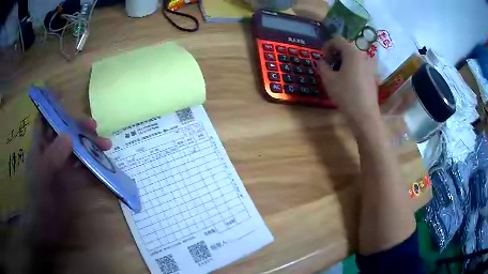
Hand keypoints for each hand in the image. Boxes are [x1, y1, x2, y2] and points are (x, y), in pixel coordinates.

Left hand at [8, 116, 115, 271]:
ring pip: (76, 146)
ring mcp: (63, 163)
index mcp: (41, 145)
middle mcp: (52, 149)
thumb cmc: (40, 198)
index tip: (62, 92)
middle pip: (65, 129)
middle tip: (94, 127)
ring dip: (90, 144)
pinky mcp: (72, 177)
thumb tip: (69, 135)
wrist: (47, 225)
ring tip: (106, 145)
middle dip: (79, 126)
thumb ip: (53, 156)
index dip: (51, 103)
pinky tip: (103, 162)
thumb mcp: (43, 176)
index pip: (44, 117)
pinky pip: (83, 165)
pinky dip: (92, 162)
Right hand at [317, 37, 378, 124]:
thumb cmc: (345, 94)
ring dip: (345, 61)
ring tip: (339, 74)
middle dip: (336, 54)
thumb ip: (322, 66)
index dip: (327, 46)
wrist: (365, 115)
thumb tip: (322, 62)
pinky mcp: (374, 76)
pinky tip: (350, 82)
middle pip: (347, 47)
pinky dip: (353, 68)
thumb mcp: (328, 79)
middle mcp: (364, 55)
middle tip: (330, 67)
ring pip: (355, 57)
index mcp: (352, 52)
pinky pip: (361, 66)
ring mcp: (371, 66)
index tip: (324, 59)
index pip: (337, 40)